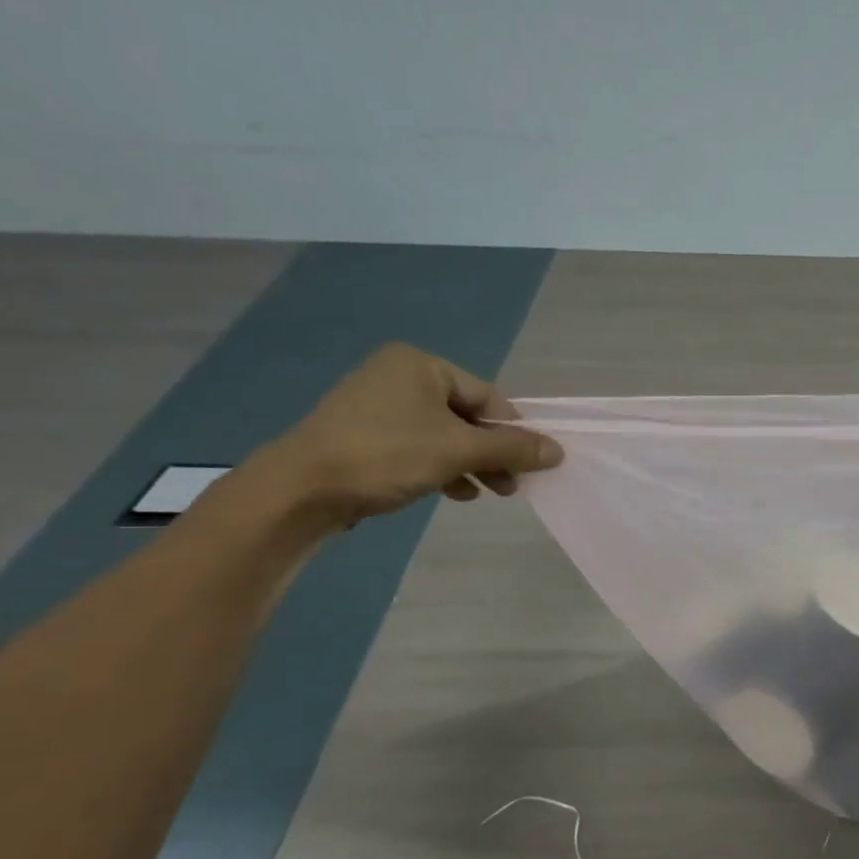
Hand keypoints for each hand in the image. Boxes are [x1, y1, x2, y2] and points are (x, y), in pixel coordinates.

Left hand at [249, 342, 562, 529]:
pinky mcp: (363, 436)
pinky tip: (455, 492)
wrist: (299, 491)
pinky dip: (442, 468)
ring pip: (444, 435)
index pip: (487, 397)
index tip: (530, 464)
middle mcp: (398, 377)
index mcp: (421, 365)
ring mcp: (377, 407)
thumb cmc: (386, 455)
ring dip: (471, 464)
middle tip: (512, 485)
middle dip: (493, 452)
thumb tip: (558, 451)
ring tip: (488, 492)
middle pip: (467, 417)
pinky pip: (418, 447)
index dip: (513, 432)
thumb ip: (513, 448)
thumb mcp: (460, 450)